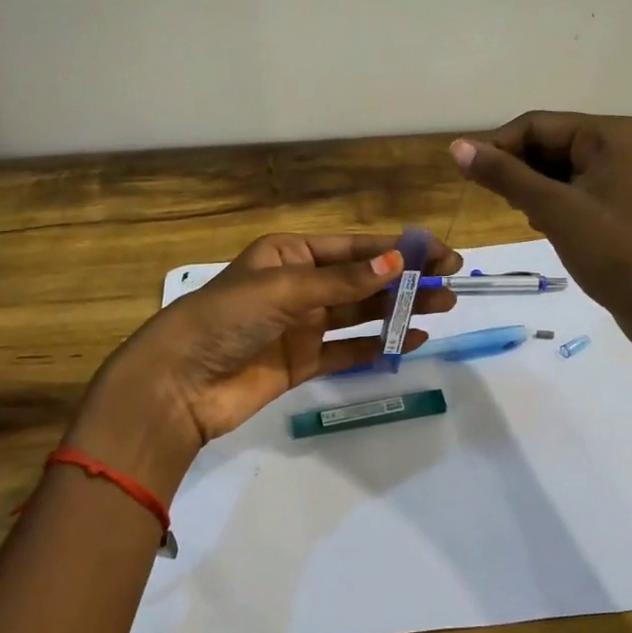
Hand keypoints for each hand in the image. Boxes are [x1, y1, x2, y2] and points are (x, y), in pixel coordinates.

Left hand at [70, 233, 461, 498]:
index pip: (354, 248)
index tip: (440, 253)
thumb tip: (397, 263)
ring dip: (400, 309)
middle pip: (362, 279)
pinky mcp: (302, 362)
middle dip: (406, 278)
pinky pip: (349, 349)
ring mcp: (302, 325)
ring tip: (443, 307)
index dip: (398, 250)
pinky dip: (379, 345)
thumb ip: (343, 281)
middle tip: (452, 282)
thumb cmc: (226, 318)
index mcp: (289, 253)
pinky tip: (413, 340)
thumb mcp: (285, 289)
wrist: (178, 384)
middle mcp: (298, 284)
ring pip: (361, 312)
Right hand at [449, 112, 631, 353]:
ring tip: (527, 219)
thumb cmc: (615, 253)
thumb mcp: (554, 210)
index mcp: (609, 134)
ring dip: (532, 190)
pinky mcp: (620, 205)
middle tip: (504, 205)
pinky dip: (551, 205)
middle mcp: (618, 145)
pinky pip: (573, 191)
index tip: (470, 180)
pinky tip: (544, 228)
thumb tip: (456, 146)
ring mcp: (622, 176)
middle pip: (547, 143)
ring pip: (557, 169)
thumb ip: (505, 175)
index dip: (499, 147)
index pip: (536, 124)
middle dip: (518, 171)